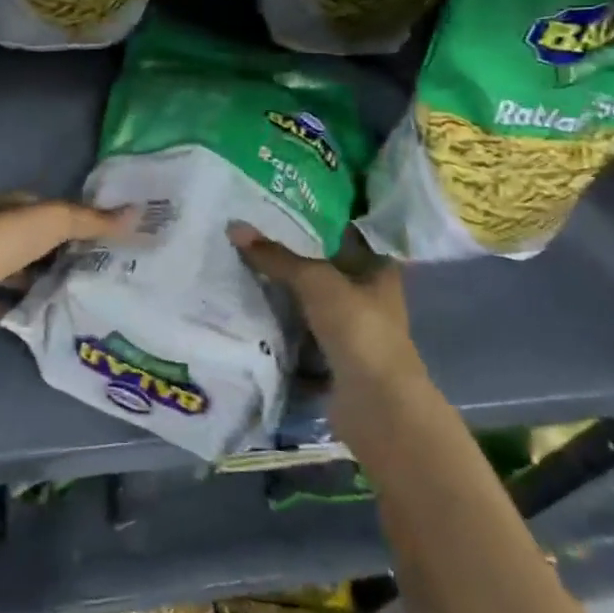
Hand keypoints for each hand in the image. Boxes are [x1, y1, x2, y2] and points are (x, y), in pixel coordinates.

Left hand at [0, 201, 138, 349]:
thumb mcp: (50, 224)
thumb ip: (91, 220)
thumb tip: (137, 212)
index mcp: (5, 209)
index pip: (43, 208)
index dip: (72, 218)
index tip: (102, 236)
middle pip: (32, 242)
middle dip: (60, 252)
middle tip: (98, 268)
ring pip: (17, 273)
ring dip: (41, 281)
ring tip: (79, 294)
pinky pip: (2, 305)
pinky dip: (20, 310)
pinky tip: (46, 319)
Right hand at [227, 222, 425, 388]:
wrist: (377, 406)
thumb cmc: (358, 329)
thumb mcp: (315, 281)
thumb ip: (277, 256)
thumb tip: (234, 226)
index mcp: (378, 271)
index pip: (350, 235)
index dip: (322, 220)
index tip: (286, 206)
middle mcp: (369, 299)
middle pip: (326, 270)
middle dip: (294, 257)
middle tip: (253, 235)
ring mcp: (352, 333)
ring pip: (312, 304)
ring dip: (285, 295)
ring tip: (243, 269)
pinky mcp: (334, 362)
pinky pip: (301, 337)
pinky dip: (281, 330)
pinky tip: (251, 314)